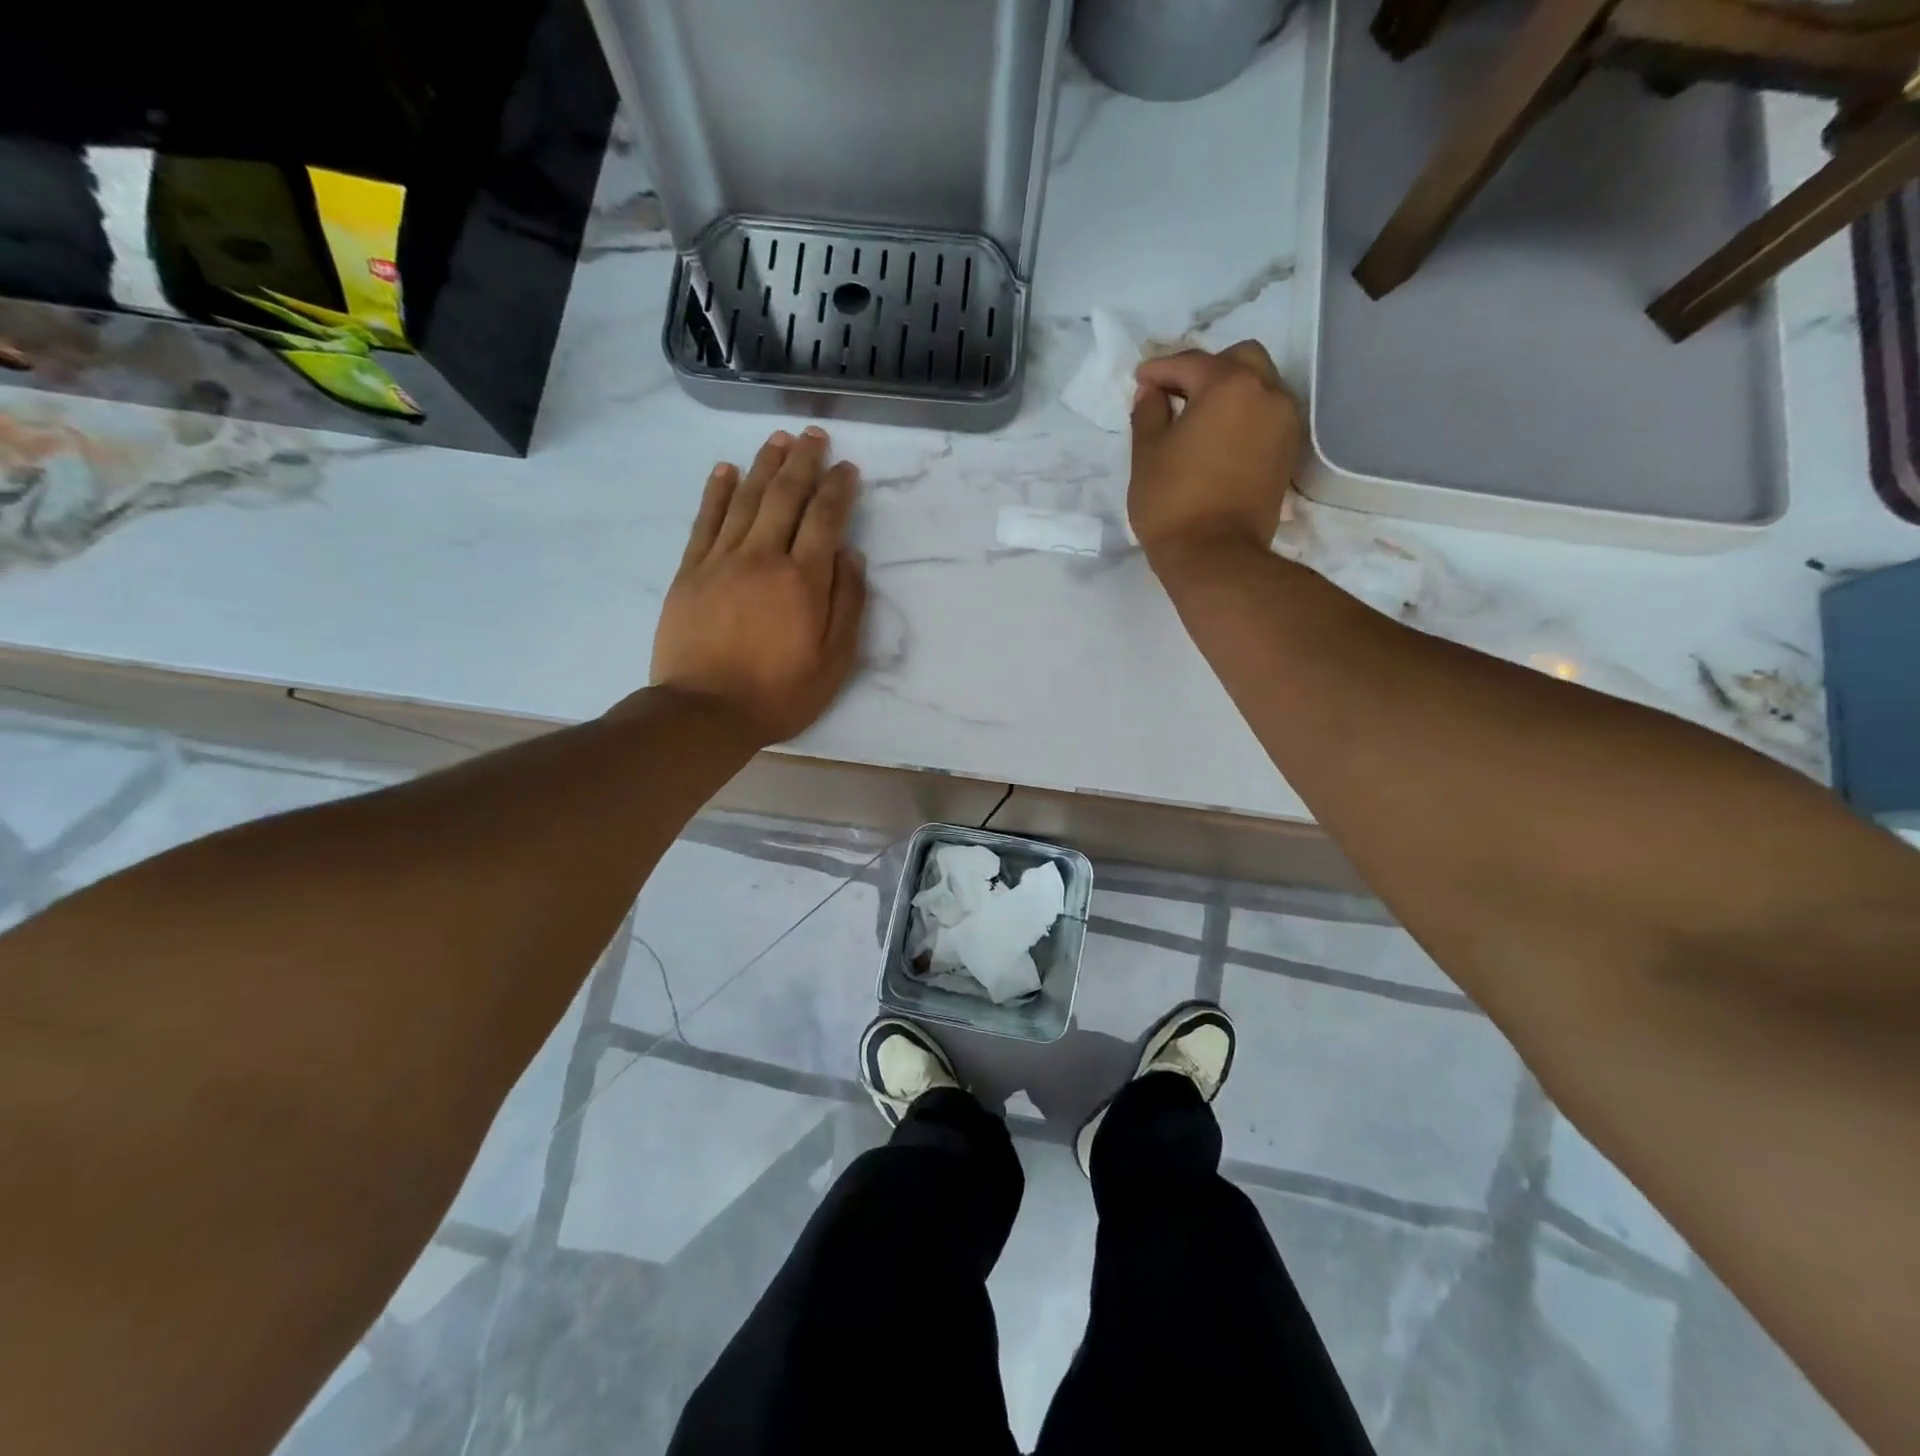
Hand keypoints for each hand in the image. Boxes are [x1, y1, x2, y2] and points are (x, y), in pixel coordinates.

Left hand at [650, 427, 867, 745]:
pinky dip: (717, 491)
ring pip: (746, 498)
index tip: (847, 468)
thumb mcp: (833, 662)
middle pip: (785, 496)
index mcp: (803, 580)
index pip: (825, 518)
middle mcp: (763, 557)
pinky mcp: (690, 571)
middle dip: (803, 461)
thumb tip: (852, 556)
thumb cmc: (778, 693)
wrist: (704, 712)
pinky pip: (706, 520)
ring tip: (778, 439)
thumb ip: (848, 606)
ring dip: (764, 464)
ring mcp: (721, 560)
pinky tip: (726, 469)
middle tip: (814, 435)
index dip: (838, 488)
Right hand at [1129, 341, 1305, 572]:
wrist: (1215, 556)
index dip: (1160, 369)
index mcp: (1229, 385)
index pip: (1191, 363)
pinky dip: (1244, 416)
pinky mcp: (1288, 452)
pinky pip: (1267, 415)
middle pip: (1239, 360)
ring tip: (1197, 418)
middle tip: (1176, 395)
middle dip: (1205, 370)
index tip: (1140, 380)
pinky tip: (1218, 438)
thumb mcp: (1147, 454)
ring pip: (1259, 385)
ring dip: (1229, 392)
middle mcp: (1267, 393)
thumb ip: (1149, 411)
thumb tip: (1152, 391)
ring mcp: (1285, 423)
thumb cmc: (1172, 502)